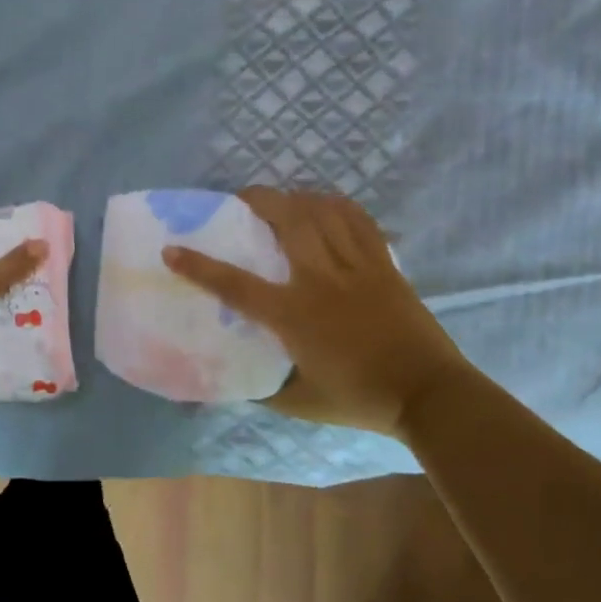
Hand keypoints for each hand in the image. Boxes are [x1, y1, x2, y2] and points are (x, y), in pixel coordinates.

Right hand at [162, 187, 472, 439]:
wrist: (428, 395)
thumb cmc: (360, 399)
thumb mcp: (300, 404)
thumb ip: (265, 391)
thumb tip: (238, 385)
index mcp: (294, 315)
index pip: (235, 285)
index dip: (198, 266)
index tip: (172, 249)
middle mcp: (320, 281)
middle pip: (287, 221)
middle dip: (259, 200)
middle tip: (242, 198)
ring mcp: (357, 268)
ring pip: (323, 212)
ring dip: (297, 198)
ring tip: (283, 200)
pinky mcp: (384, 266)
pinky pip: (360, 221)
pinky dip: (339, 206)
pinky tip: (327, 206)